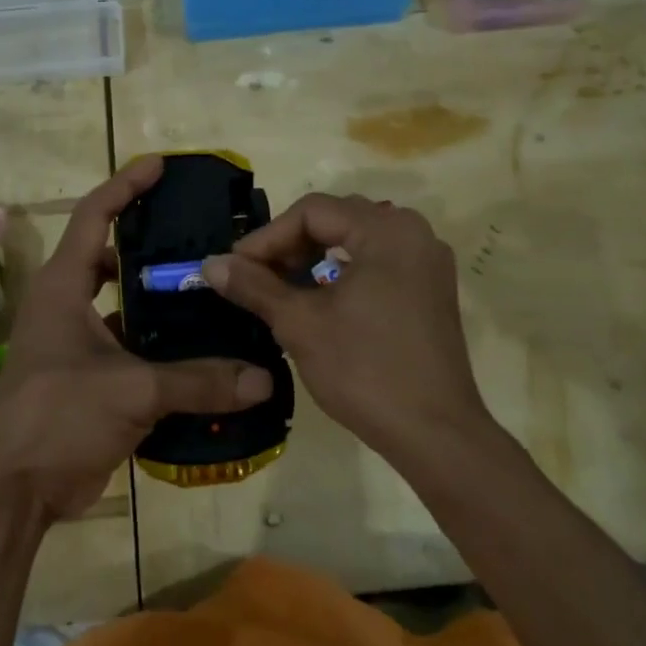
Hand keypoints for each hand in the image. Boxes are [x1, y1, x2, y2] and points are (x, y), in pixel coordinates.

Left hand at [0, 157, 273, 522]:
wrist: (12, 487)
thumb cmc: (57, 415)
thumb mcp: (131, 391)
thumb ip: (198, 382)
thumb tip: (262, 379)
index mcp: (64, 287)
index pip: (94, 216)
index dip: (125, 186)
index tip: (161, 166)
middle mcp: (67, 306)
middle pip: (110, 257)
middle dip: (150, 244)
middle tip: (201, 238)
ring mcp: (75, 345)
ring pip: (123, 307)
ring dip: (159, 301)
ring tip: (211, 292)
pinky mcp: (88, 380)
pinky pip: (131, 350)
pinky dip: (160, 348)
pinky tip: (200, 352)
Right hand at [200, 194, 490, 460]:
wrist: (434, 434)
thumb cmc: (364, 370)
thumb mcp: (300, 324)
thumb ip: (254, 286)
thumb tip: (210, 264)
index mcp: (386, 230)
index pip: (312, 212)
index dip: (267, 237)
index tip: (235, 268)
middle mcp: (414, 233)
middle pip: (337, 219)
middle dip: (289, 245)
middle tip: (255, 276)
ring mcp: (428, 262)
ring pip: (356, 241)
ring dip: (314, 258)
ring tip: (280, 287)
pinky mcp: (431, 290)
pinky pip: (378, 263)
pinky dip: (343, 273)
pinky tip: (319, 299)